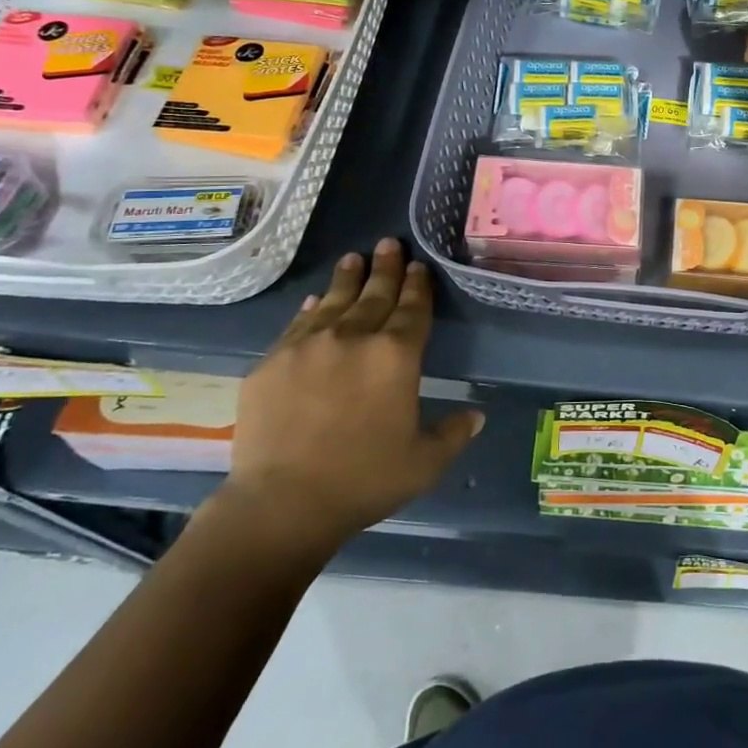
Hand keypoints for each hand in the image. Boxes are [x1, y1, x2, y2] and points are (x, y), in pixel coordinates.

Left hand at [216, 238, 483, 566]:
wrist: (282, 504)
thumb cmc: (364, 481)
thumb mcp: (424, 463)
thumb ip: (453, 434)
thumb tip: (476, 416)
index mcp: (397, 356)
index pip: (413, 309)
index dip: (418, 286)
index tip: (419, 266)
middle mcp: (355, 338)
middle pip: (375, 294)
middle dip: (386, 268)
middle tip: (389, 243)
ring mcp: (308, 346)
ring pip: (335, 301)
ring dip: (348, 278)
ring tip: (354, 257)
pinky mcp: (271, 363)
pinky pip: (297, 325)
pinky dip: (311, 309)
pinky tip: (316, 301)